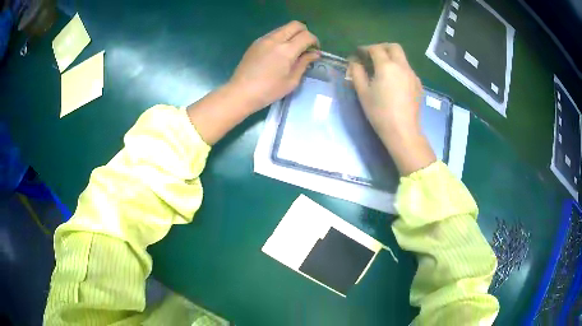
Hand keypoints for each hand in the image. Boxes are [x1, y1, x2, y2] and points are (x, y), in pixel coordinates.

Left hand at [227, 20, 319, 111]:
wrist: (241, 92)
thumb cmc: (269, 90)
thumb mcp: (292, 80)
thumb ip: (304, 63)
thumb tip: (314, 53)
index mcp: (286, 50)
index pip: (306, 36)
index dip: (314, 41)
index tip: (315, 50)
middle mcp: (275, 39)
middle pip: (295, 25)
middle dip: (304, 32)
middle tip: (305, 46)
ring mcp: (263, 39)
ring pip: (283, 28)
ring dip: (292, 34)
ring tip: (292, 49)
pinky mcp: (256, 43)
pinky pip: (273, 34)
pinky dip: (281, 38)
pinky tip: (279, 52)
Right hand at [349, 43, 435, 174]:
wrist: (403, 131)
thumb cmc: (380, 112)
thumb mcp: (363, 93)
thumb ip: (357, 73)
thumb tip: (354, 62)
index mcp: (387, 66)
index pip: (375, 49)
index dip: (365, 49)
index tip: (358, 54)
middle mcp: (402, 66)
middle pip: (393, 47)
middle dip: (382, 47)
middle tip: (372, 56)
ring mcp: (413, 75)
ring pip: (402, 58)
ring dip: (392, 58)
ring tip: (383, 69)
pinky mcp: (418, 85)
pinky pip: (408, 70)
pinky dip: (399, 69)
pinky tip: (394, 81)